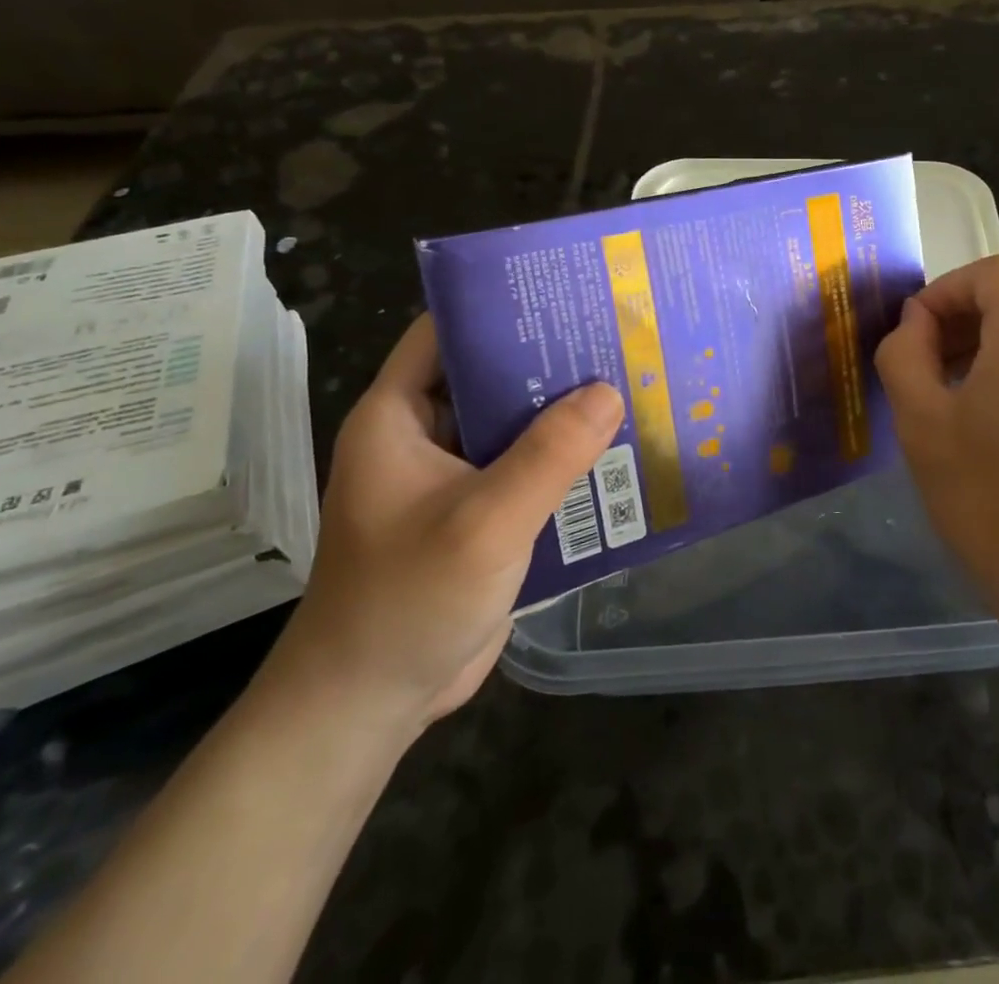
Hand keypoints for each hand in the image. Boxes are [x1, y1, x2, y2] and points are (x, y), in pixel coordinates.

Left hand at [262, 315, 623, 733]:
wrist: (370, 704)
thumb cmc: (407, 601)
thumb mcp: (485, 522)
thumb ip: (549, 455)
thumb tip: (610, 390)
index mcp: (399, 416)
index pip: (444, 332)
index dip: (496, 306)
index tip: (561, 293)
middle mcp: (423, 436)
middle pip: (488, 374)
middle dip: (547, 358)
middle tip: (614, 335)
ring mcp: (452, 477)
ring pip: (512, 423)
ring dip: (562, 410)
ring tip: (629, 381)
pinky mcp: (478, 514)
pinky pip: (525, 468)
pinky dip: (563, 457)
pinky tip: (616, 449)